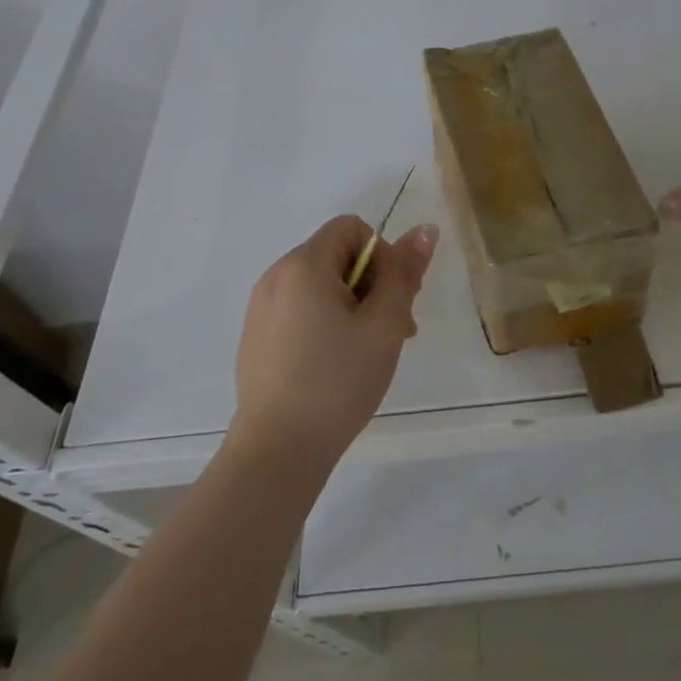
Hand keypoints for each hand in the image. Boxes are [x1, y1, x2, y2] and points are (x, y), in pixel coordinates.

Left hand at [230, 215, 437, 466]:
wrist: (277, 452)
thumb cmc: (338, 381)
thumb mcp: (384, 324)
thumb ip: (404, 272)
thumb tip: (424, 228)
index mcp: (303, 265)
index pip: (352, 228)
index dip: (382, 255)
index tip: (393, 299)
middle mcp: (276, 276)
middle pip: (336, 256)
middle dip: (371, 283)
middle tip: (391, 331)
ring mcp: (260, 308)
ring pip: (319, 285)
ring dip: (352, 305)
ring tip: (366, 353)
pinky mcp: (256, 337)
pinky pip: (299, 309)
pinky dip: (324, 322)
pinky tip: (334, 366)